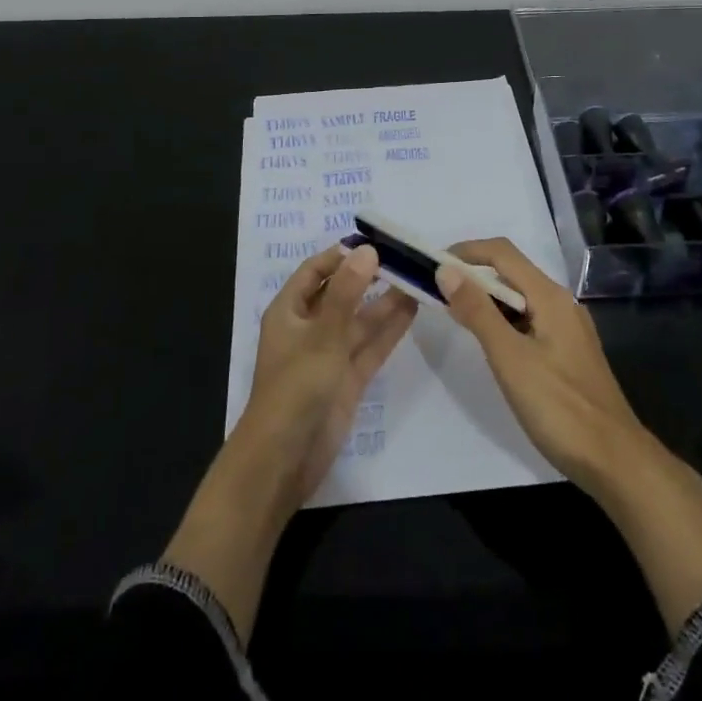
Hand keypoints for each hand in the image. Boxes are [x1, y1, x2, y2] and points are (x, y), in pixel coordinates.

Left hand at [241, 240, 417, 502]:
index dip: (341, 255)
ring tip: (417, 278)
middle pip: (341, 293)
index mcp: (289, 311)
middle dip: (369, 276)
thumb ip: (347, 293)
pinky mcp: (348, 379)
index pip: (315, 271)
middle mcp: (309, 328)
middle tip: (405, 257)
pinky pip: (370, 346)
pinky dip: (390, 329)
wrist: (284, 459)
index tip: (375, 240)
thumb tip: (367, 250)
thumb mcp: (321, 335)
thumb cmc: (294, 388)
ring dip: (385, 301)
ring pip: (360, 320)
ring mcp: (330, 355)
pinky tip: (413, 309)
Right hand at [438, 238, 701, 630]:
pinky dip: (503, 320)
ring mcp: (568, 328)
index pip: (502, 253)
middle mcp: (561, 303)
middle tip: (437, 290)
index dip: (466, 251)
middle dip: (473, 273)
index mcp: (550, 296)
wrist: (615, 461)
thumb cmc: (560, 408)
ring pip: (520, 298)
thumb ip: (478, 312)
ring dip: (486, 298)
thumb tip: (446, 270)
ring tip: (455, 314)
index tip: (432, 263)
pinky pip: (529, 320)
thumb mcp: (510, 358)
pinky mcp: (568, 352)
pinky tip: (489, 343)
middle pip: (512, 272)